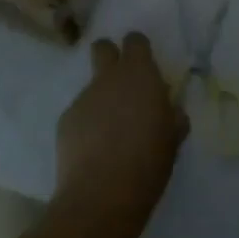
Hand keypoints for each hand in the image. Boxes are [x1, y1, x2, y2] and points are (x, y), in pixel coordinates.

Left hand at [55, 34, 186, 226]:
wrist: (101, 196)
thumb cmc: (148, 163)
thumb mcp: (173, 138)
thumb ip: (171, 116)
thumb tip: (170, 110)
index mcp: (140, 75)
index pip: (135, 41)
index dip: (138, 50)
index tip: (145, 68)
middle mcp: (109, 78)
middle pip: (103, 47)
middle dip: (110, 57)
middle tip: (122, 85)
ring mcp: (83, 97)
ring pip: (92, 86)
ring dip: (101, 100)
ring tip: (110, 134)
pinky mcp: (65, 120)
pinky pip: (80, 113)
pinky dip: (87, 125)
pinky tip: (93, 151)